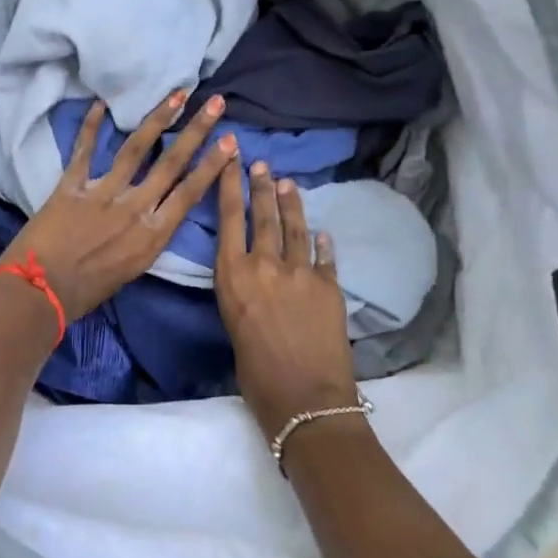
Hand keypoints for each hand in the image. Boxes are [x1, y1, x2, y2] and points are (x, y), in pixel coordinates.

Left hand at [1, 91, 236, 318]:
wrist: (38, 294)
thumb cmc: (85, 293)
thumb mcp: (130, 271)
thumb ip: (145, 240)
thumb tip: (153, 216)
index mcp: (152, 236)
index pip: (189, 193)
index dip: (211, 165)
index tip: (230, 142)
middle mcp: (134, 209)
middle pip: (171, 163)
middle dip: (196, 131)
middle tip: (216, 103)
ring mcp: (103, 194)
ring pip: (136, 149)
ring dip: (158, 119)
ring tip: (176, 94)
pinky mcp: (71, 187)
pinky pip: (83, 150)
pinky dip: (90, 125)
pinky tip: (100, 103)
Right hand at [214, 158, 359, 439]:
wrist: (305, 398)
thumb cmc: (255, 375)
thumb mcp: (234, 326)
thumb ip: (243, 295)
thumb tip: (255, 284)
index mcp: (233, 276)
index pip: (228, 220)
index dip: (229, 187)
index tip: (230, 160)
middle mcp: (264, 265)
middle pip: (262, 216)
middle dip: (260, 187)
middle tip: (260, 164)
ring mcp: (300, 272)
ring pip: (294, 228)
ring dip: (290, 204)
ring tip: (287, 183)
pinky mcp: (329, 286)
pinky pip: (324, 256)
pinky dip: (321, 242)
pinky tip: (321, 232)